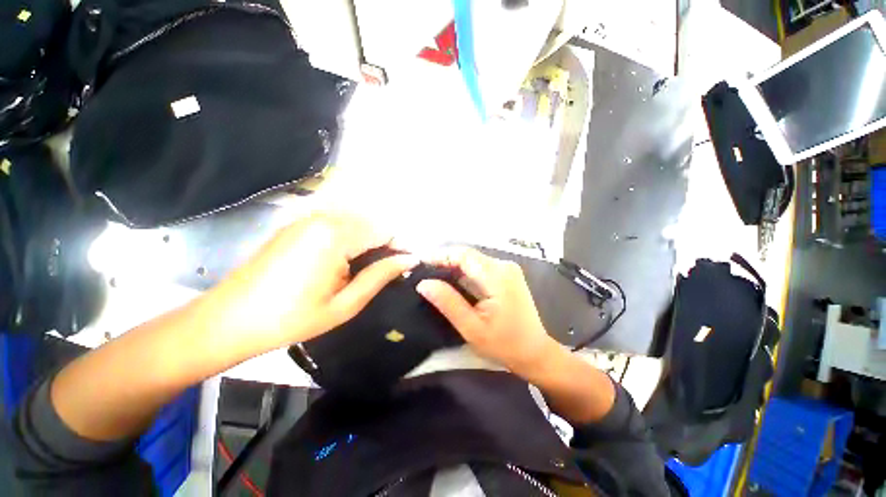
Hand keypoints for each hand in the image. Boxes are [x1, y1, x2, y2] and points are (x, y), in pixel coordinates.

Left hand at [202, 212, 416, 358]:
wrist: (228, 320)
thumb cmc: (290, 318)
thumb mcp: (345, 304)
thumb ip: (380, 276)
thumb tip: (409, 259)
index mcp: (335, 235)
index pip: (385, 231)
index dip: (396, 250)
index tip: (396, 271)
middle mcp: (323, 217)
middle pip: (371, 224)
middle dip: (380, 246)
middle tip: (373, 275)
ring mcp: (307, 217)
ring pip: (356, 222)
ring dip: (364, 243)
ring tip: (355, 271)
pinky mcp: (297, 223)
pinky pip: (336, 224)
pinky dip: (347, 239)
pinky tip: (336, 262)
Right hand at [416, 247, 558, 377]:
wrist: (534, 352)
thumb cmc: (504, 344)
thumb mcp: (471, 327)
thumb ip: (448, 303)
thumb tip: (423, 283)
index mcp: (497, 276)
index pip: (463, 255)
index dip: (440, 255)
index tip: (419, 263)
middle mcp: (503, 265)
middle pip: (468, 255)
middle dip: (444, 261)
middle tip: (423, 272)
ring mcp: (507, 269)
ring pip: (472, 260)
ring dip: (453, 266)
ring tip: (433, 276)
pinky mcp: (506, 274)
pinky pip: (480, 267)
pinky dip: (464, 272)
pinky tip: (452, 281)